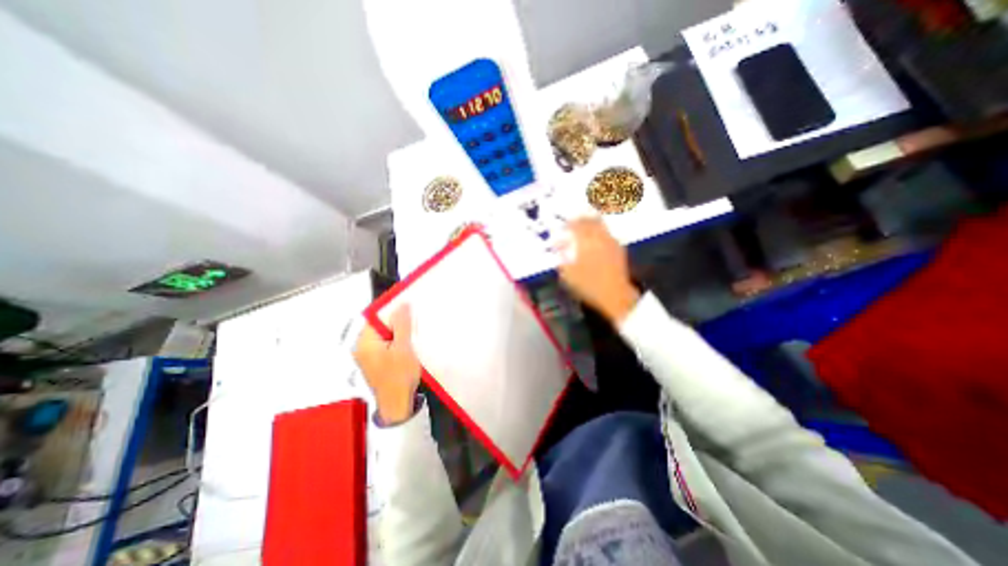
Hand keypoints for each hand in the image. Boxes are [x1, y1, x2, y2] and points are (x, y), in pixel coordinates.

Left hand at [353, 307, 421, 422]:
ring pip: (385, 334)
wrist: (397, 405)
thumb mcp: (404, 348)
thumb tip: (402, 304)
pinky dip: (397, 341)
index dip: (393, 310)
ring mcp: (368, 355)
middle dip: (398, 321)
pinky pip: (386, 343)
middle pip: (380, 325)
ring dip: (399, 331)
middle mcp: (362, 347)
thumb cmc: (400, 376)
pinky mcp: (376, 361)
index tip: (409, 307)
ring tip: (413, 332)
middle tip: (414, 321)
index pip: (377, 317)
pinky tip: (408, 344)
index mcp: (365, 342)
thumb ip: (402, 325)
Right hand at [555, 217, 640, 323]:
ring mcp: (611, 242)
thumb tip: (558, 247)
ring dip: (592, 223)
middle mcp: (599, 237)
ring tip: (585, 228)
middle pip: (590, 220)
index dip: (568, 224)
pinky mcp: (619, 249)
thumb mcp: (567, 274)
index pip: (576, 225)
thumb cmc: (588, 285)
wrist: (614, 294)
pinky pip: (608, 234)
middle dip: (581, 220)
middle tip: (574, 223)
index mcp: (585, 241)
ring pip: (601, 225)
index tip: (563, 227)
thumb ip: (561, 258)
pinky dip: (601, 233)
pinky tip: (597, 239)